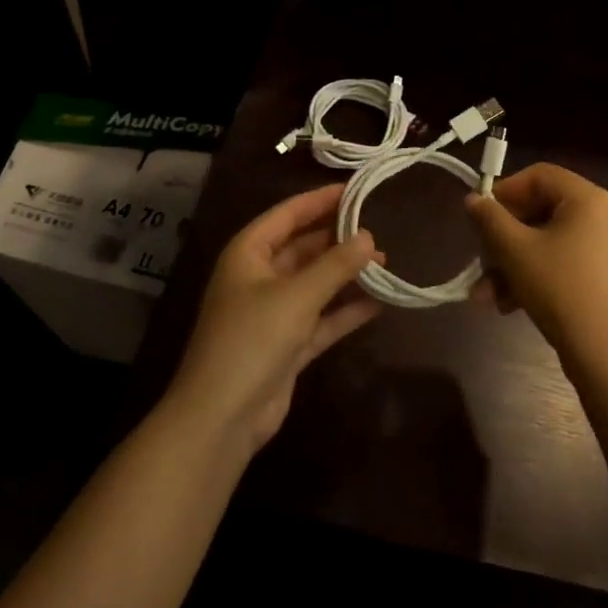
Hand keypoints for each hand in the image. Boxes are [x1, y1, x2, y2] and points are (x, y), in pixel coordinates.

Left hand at [166, 184, 383, 454]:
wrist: (221, 418)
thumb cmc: (252, 340)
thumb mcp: (297, 296)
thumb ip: (335, 265)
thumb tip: (369, 237)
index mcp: (248, 254)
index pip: (288, 214)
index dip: (320, 200)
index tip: (356, 189)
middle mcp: (259, 277)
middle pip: (303, 247)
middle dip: (338, 239)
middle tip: (379, 228)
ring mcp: (273, 312)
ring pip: (315, 282)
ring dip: (346, 274)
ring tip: (385, 262)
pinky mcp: (287, 344)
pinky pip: (321, 318)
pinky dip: (345, 310)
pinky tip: (378, 303)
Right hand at [465, 163, 607, 371]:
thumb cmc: (561, 289)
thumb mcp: (515, 251)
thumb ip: (490, 219)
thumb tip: (473, 200)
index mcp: (588, 199)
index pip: (538, 175)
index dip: (504, 191)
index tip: (479, 216)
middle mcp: (603, 217)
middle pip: (541, 212)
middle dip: (503, 239)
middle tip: (480, 260)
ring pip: (547, 243)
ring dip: (512, 264)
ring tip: (485, 296)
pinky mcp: (606, 280)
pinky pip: (563, 264)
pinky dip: (534, 278)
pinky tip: (508, 307)